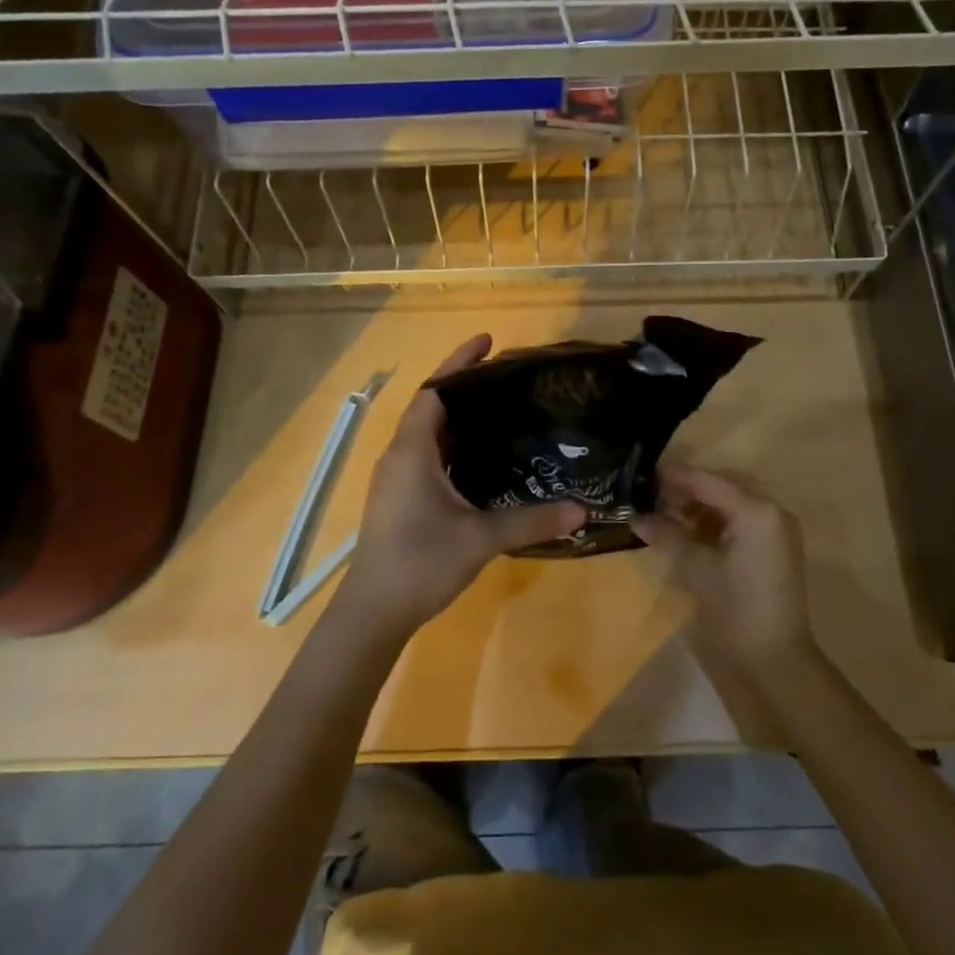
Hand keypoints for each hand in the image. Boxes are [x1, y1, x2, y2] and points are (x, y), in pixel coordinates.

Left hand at [337, 335, 585, 633]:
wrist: (373, 612)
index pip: (435, 391)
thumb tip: (582, 510)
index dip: (459, 363)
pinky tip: (483, 459)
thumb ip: (530, 522)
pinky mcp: (401, 499)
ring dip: (459, 418)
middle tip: (508, 377)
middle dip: (465, 386)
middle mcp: (400, 456)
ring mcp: (398, 479)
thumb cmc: (419, 563)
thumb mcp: (479, 539)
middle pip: (432, 407)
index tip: (489, 342)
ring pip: (429, 434)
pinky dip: (454, 446)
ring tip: (502, 410)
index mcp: (412, 450)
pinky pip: (429, 457)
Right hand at [635, 463, 813, 673]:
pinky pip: (742, 519)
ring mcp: (777, 529)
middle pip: (722, 486)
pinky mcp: (775, 547)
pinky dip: (715, 520)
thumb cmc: (736, 610)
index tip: (642, 472)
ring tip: (665, 512)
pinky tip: (689, 529)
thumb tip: (637, 517)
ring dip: (700, 504)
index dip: (674, 476)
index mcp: (755, 510)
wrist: (776, 661)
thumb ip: (667, 535)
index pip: (707, 481)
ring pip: (732, 501)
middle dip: (687, 488)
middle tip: (652, 494)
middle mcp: (771, 510)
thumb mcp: (697, 569)